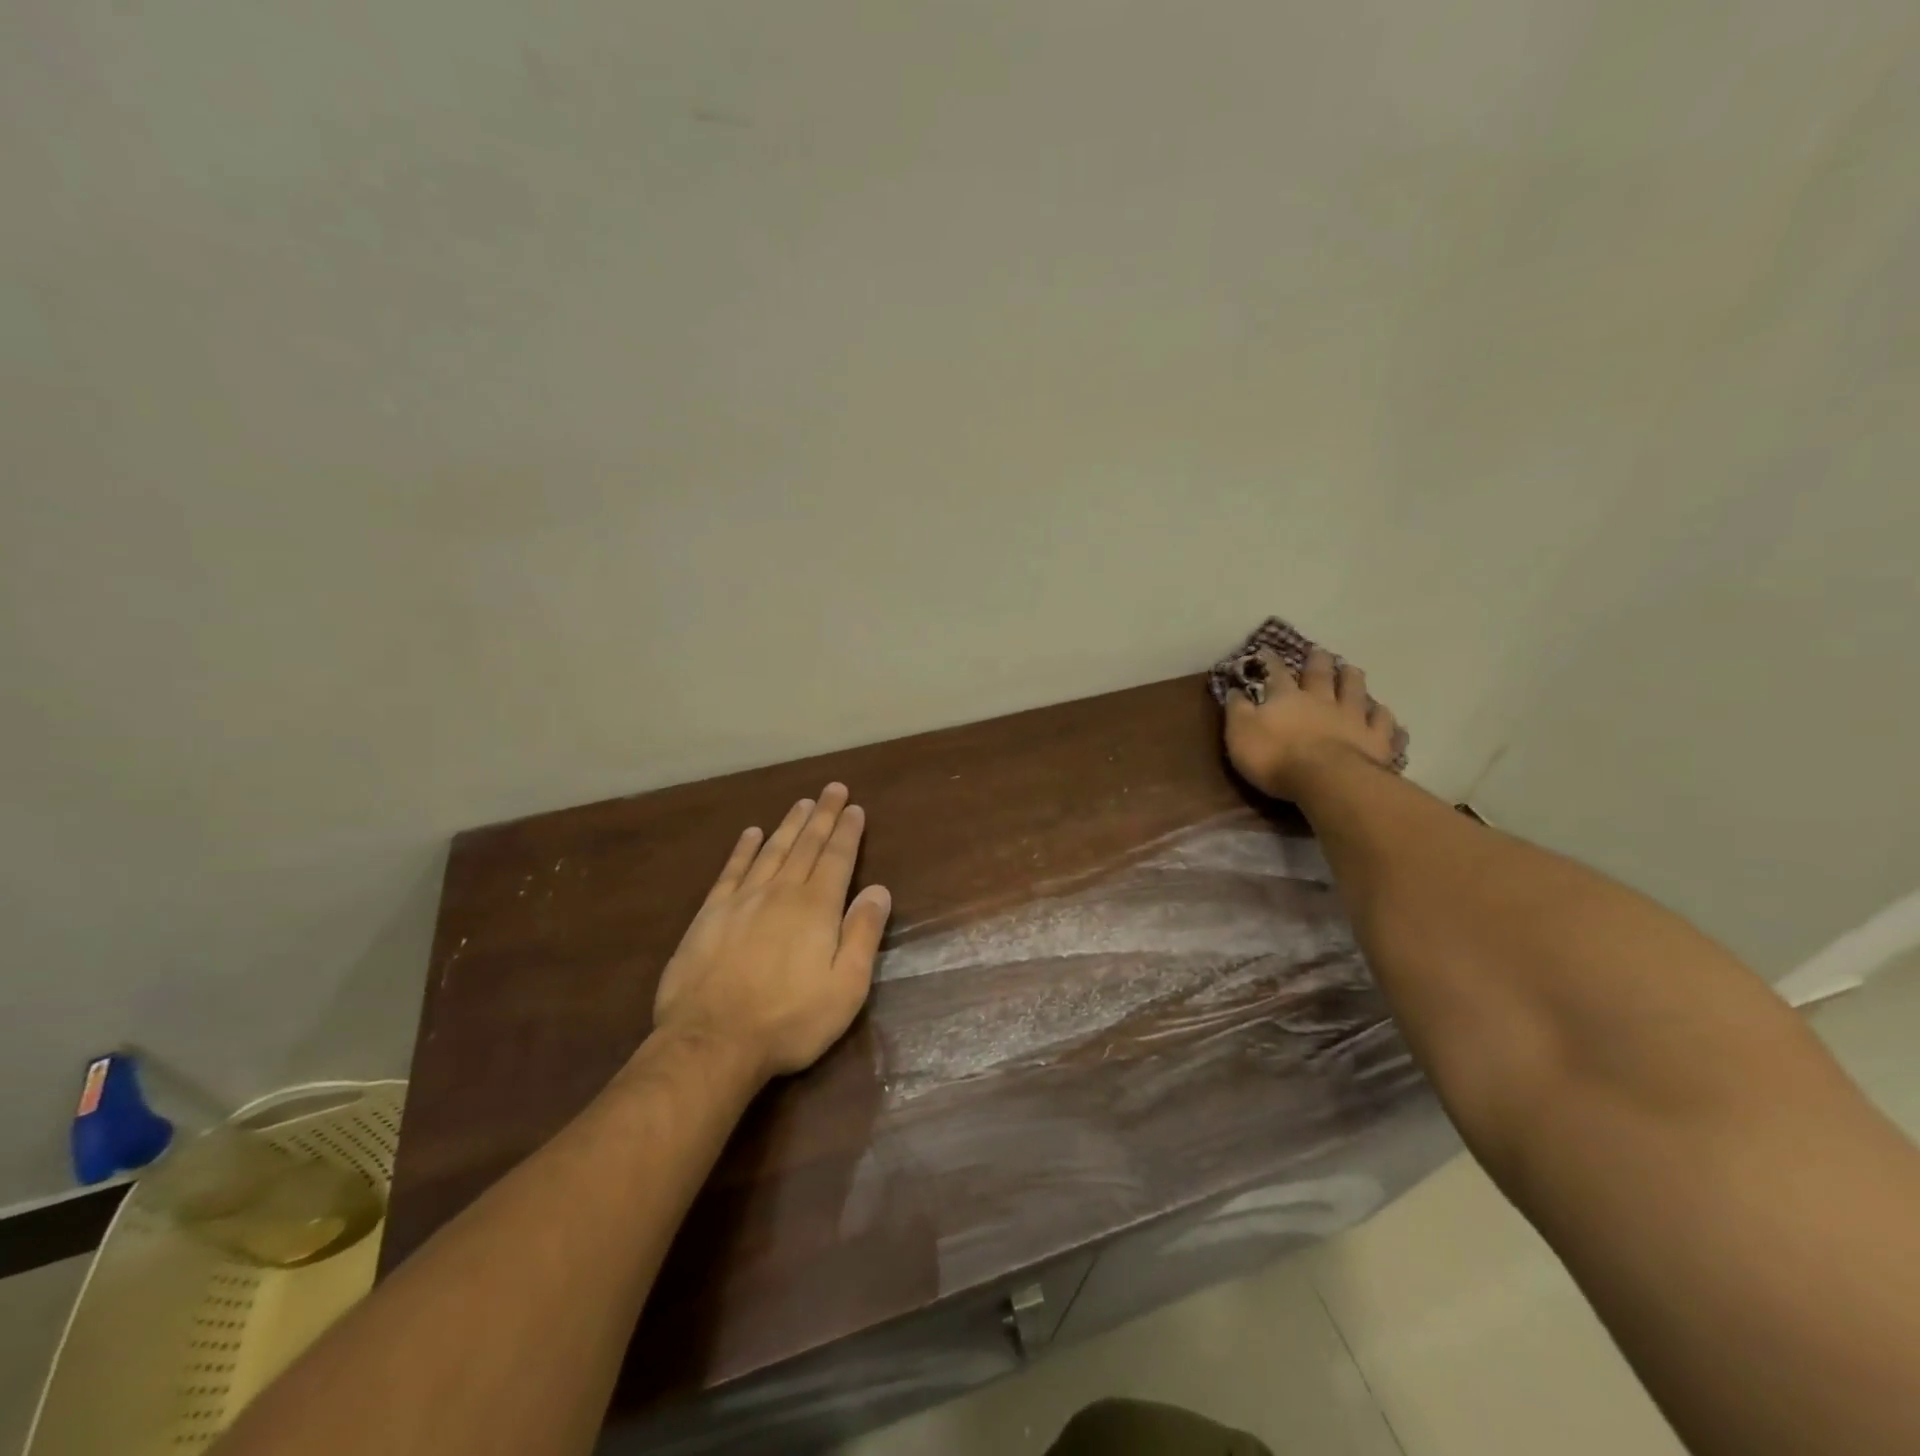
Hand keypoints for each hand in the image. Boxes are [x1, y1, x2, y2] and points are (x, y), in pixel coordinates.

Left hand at [652, 783, 892, 1082]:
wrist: (712, 1041)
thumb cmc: (789, 1019)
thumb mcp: (846, 987)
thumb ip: (863, 934)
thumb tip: (879, 890)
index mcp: (817, 908)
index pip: (837, 858)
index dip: (847, 831)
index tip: (855, 807)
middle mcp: (781, 892)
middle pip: (806, 844)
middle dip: (823, 815)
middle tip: (833, 788)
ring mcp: (742, 900)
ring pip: (772, 850)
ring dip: (789, 824)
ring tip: (802, 802)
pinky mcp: (710, 914)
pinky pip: (732, 870)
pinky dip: (744, 848)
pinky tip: (751, 833)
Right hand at [1224, 648, 1402, 800]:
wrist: (1326, 779)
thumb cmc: (1275, 757)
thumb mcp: (1240, 733)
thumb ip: (1237, 710)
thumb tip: (1234, 690)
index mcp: (1287, 698)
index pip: (1276, 673)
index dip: (1270, 662)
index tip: (1267, 651)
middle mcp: (1321, 700)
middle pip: (1321, 675)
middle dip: (1318, 662)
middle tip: (1319, 652)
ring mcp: (1352, 718)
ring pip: (1355, 690)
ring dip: (1352, 678)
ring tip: (1352, 670)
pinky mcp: (1376, 739)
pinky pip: (1383, 723)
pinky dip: (1383, 716)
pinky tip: (1384, 713)